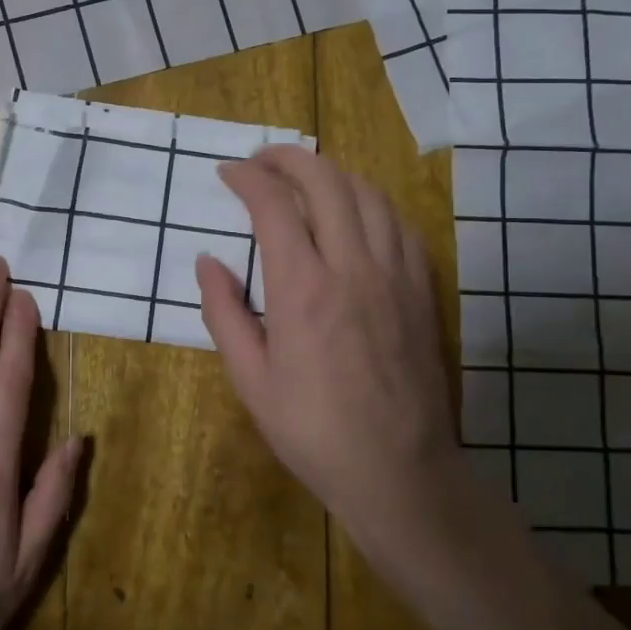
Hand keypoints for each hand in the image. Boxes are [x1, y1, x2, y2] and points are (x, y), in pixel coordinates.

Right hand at [196, 146, 458, 562]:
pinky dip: (371, 202)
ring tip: (305, 179)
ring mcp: (395, 274)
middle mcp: (352, 267)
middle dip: (288, 157)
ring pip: (368, 193)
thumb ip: (224, 312)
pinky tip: (356, 214)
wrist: (399, 472)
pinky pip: (400, 223)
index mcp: (302, 289)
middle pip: (325, 181)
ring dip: (332, 173)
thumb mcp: (250, 379)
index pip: (273, 206)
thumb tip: (207, 261)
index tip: (228, 172)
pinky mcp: (423, 289)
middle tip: (262, 160)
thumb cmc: (313, 431)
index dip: (247, 178)